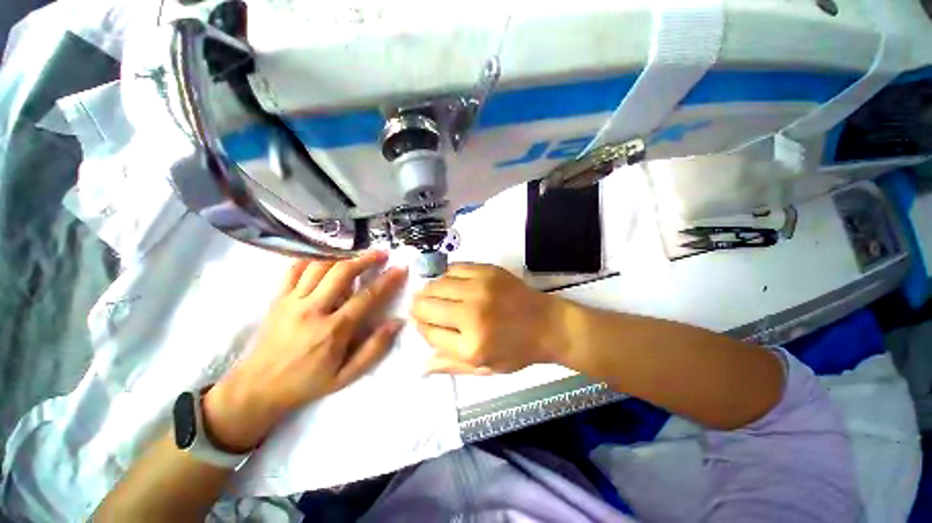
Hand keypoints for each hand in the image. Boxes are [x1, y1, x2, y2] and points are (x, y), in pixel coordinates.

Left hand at [204, 251, 406, 451]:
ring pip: (319, 266)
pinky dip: (312, 259)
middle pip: (342, 272)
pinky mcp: (278, 298)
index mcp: (334, 330)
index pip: (367, 296)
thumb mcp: (347, 376)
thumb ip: (374, 349)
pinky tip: (326, 259)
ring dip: (343, 256)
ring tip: (358, 253)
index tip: (400, 268)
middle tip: (381, 253)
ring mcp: (292, 301)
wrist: (258, 388)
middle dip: (366, 259)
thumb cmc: (307, 383)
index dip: (387, 279)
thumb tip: (397, 323)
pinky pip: (294, 269)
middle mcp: (313, 309)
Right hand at [411, 263, 569, 374]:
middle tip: (425, 309)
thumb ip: (451, 365)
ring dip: (430, 291)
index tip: (424, 324)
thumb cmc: (518, 350)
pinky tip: (451, 283)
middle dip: (419, 308)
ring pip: (436, 284)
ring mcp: (480, 288)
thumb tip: (420, 366)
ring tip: (437, 296)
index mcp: (471, 345)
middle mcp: (472, 313)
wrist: (548, 324)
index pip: (428, 331)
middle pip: (426, 305)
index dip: (421, 327)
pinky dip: (446, 276)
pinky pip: (453, 268)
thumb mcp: (486, 368)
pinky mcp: (487, 270)